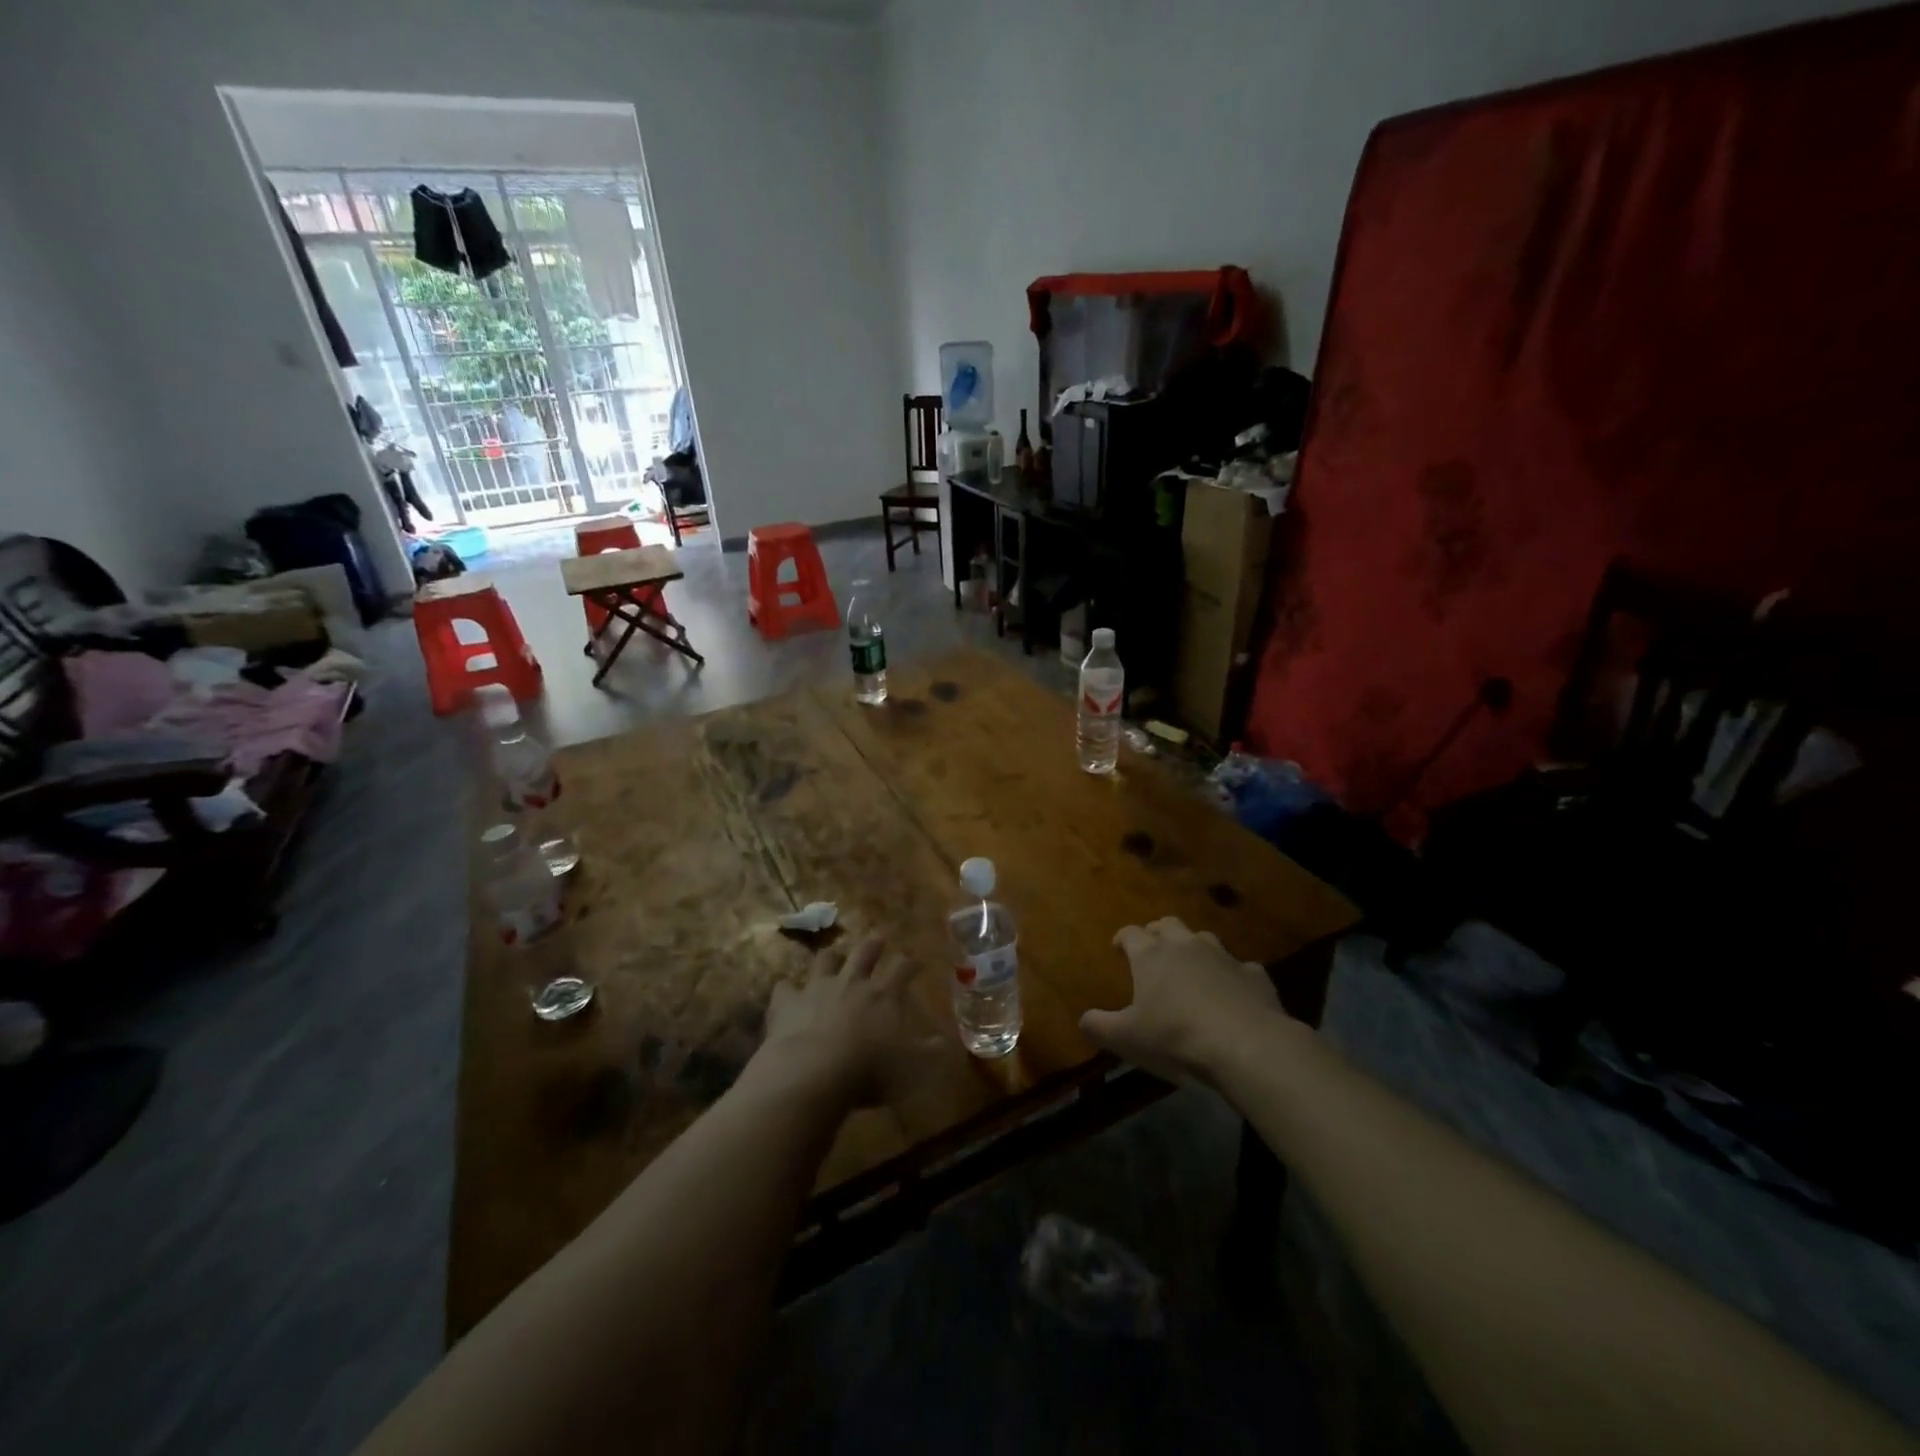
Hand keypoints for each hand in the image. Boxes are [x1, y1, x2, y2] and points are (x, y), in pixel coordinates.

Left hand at [756, 936, 926, 1106]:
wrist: (812, 1073)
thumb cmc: (869, 1071)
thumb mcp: (911, 1068)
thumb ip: (929, 1053)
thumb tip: (947, 1043)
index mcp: (884, 995)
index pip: (903, 969)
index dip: (912, 963)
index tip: (918, 960)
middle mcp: (852, 983)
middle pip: (865, 953)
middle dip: (874, 944)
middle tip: (878, 938)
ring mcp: (817, 988)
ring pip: (826, 960)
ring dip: (832, 957)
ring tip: (835, 956)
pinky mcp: (787, 1003)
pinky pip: (785, 987)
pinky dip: (788, 989)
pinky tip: (787, 992)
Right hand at [1080, 917, 1289, 1083]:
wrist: (1247, 1045)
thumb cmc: (1176, 1037)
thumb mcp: (1127, 1038)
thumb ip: (1100, 1026)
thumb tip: (1083, 1019)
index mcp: (1151, 955)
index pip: (1131, 933)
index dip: (1123, 938)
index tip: (1118, 947)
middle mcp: (1186, 946)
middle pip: (1169, 925)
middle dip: (1158, 932)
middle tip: (1153, 948)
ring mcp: (1224, 957)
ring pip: (1204, 939)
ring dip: (1194, 947)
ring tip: (1190, 964)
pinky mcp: (1255, 976)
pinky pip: (1241, 967)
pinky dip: (1232, 974)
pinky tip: (1232, 990)